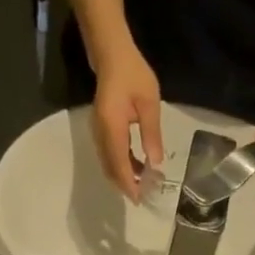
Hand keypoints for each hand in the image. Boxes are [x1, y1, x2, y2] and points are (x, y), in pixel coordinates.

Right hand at [91, 43, 163, 200]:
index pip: (119, 164)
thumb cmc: (134, 75)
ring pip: (109, 164)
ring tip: (144, 183)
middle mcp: (100, 134)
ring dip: (124, 176)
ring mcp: (98, 133)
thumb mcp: (149, 103)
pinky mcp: (100, 131)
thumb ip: (152, 134)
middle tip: (144, 195)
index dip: (128, 184)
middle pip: (110, 169)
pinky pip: (109, 155)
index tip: (139, 199)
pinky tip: (137, 167)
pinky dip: (122, 166)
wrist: (112, 55)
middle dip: (126, 185)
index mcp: (112, 127)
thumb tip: (156, 163)